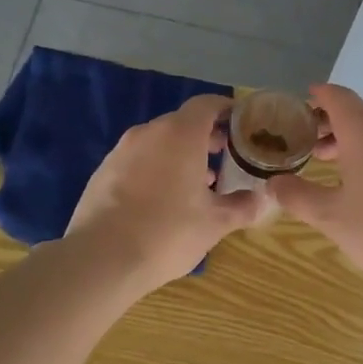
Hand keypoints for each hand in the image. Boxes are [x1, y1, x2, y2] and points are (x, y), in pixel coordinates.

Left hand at [67, 95, 264, 291]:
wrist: (100, 259)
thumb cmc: (167, 232)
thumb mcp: (215, 223)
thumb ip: (242, 206)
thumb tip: (262, 199)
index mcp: (181, 135)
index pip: (207, 104)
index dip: (227, 110)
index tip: (242, 125)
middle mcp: (149, 133)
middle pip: (183, 122)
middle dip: (206, 136)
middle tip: (225, 158)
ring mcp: (122, 151)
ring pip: (159, 142)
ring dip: (180, 155)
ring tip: (198, 185)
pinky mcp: (103, 171)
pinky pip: (138, 160)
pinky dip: (156, 169)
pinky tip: (163, 200)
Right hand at [268, 84, 362, 294]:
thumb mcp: (329, 216)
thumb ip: (297, 195)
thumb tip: (273, 184)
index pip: (337, 96)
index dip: (316, 97)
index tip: (299, 105)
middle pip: (357, 111)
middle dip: (329, 122)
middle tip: (306, 143)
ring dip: (351, 138)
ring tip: (329, 163)